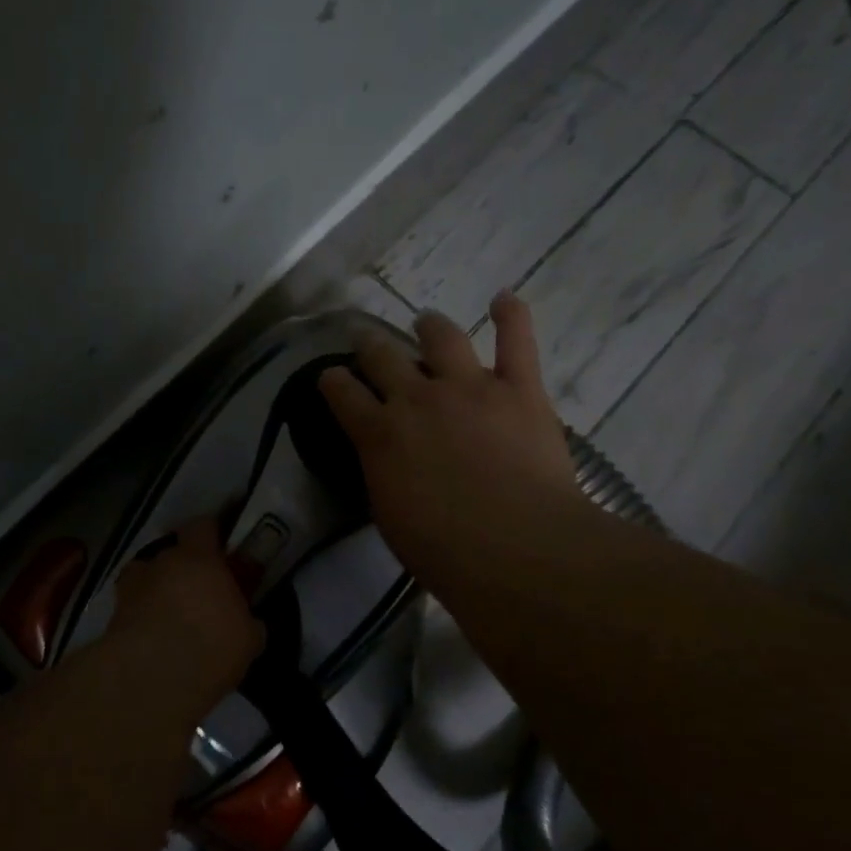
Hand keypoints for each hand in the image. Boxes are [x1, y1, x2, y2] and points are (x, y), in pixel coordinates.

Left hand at [109, 517, 264, 706]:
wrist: (152, 679)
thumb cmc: (211, 646)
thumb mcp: (248, 638)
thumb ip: (246, 620)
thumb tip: (247, 621)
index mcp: (199, 558)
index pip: (202, 527)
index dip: (211, 536)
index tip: (221, 551)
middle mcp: (162, 563)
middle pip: (171, 553)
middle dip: (184, 569)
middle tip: (198, 593)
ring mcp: (132, 587)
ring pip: (146, 578)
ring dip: (156, 590)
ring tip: (169, 616)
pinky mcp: (113, 616)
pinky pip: (131, 608)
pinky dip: (140, 617)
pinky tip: (152, 640)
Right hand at [318, 292, 595, 610]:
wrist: (516, 548)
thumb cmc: (445, 551)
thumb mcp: (391, 516)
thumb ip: (383, 474)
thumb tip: (386, 459)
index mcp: (379, 433)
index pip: (342, 392)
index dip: (333, 380)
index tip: (332, 377)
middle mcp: (416, 398)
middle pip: (382, 356)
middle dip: (371, 347)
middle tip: (370, 345)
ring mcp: (469, 387)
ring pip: (441, 337)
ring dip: (430, 326)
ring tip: (426, 324)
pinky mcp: (519, 388)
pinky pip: (515, 340)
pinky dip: (511, 315)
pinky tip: (504, 299)